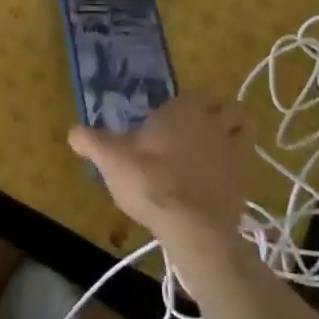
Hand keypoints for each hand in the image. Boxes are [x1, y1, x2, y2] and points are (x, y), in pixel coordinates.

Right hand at [68, 98, 250, 259]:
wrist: (190, 225)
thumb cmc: (148, 179)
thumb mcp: (110, 158)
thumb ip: (90, 141)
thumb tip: (71, 132)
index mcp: (184, 110)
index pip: (199, 93)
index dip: (192, 102)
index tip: (175, 116)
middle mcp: (214, 124)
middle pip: (231, 108)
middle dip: (222, 113)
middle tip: (202, 129)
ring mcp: (235, 153)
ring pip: (246, 132)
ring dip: (236, 136)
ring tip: (216, 150)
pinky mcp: (245, 183)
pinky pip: (246, 166)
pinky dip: (236, 169)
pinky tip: (217, 182)